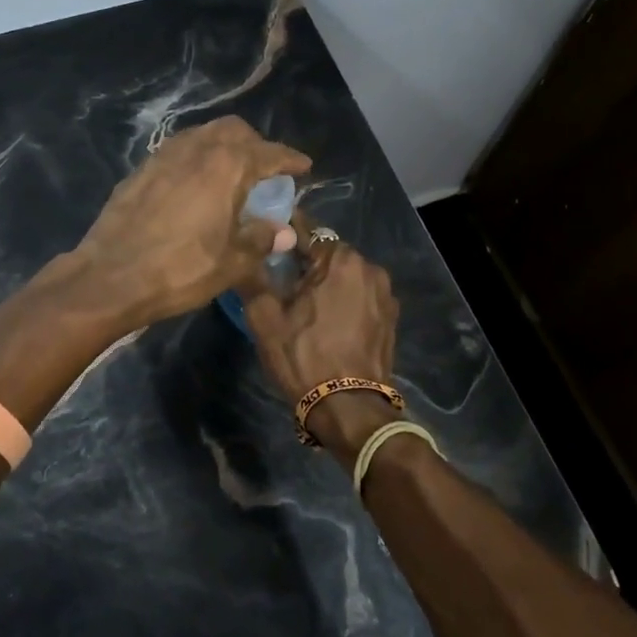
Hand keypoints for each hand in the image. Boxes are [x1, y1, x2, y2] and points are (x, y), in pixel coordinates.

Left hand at [71, 117, 310, 327]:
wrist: (110, 276)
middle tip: (265, 171)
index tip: (304, 167)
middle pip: (234, 131)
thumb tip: (284, 232)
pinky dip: (196, 159)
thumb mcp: (232, 262)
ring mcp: (163, 156)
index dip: (290, 159)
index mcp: (227, 165)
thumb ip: (261, 240)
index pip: (269, 153)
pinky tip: (195, 185)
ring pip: (202, 135)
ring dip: (223, 147)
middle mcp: (196, 149)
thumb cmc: (180, 269)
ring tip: (231, 175)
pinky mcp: (140, 170)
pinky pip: (178, 152)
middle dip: (255, 144)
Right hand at [242, 236, 403, 463]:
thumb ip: (253, 276)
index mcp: (340, 259)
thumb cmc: (304, 357)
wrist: (349, 408)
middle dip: (305, 261)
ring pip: (345, 276)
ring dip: (325, 282)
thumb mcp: (264, 318)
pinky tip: (326, 321)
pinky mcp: (390, 319)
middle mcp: (370, 268)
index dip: (282, 233)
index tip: (264, 240)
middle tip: (279, 278)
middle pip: (328, 253)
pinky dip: (343, 301)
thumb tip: (246, 251)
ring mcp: (385, 295)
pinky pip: (360, 297)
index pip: (306, 229)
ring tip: (302, 303)